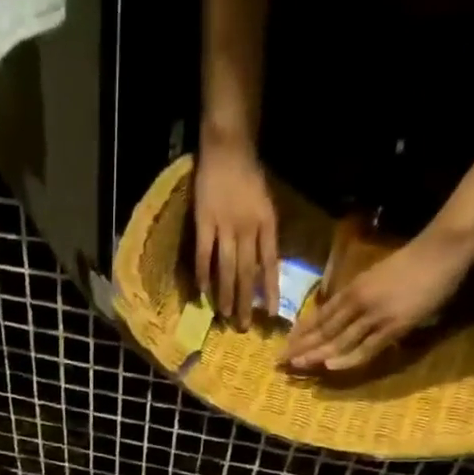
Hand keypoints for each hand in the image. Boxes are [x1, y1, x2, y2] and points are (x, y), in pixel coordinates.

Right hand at [193, 138, 278, 329]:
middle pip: (247, 272)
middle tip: (243, 326)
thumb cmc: (249, 176)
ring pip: (226, 268)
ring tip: (224, 316)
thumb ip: (265, 234)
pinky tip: (202, 292)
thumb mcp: (266, 204)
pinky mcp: (204, 223)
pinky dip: (202, 275)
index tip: (271, 315)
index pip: (270, 263)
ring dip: (225, 294)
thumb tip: (264, 268)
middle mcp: (247, 228)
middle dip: (246, 301)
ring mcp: (224, 226)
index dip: (271, 290)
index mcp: (266, 223)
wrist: (228, 147)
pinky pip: (203, 255)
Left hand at [282, 229, 473, 372]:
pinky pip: (366, 347)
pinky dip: (348, 358)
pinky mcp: (393, 327)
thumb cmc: (410, 261)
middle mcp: (358, 304)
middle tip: (280, 362)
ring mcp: (375, 316)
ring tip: (297, 366)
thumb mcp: (374, 276)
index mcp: (353, 290)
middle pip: (324, 330)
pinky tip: (330, 367)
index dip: (301, 333)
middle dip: (301, 347)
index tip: (285, 346)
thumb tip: (340, 315)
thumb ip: (357, 296)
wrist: (441, 250)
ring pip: (339, 340)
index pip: (320, 316)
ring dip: (317, 355)